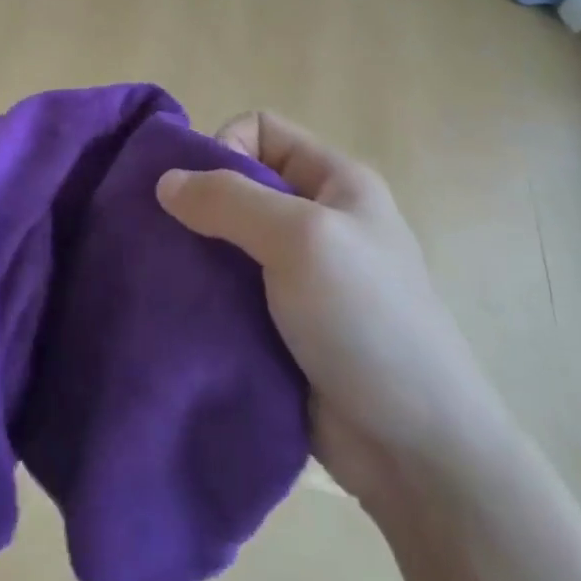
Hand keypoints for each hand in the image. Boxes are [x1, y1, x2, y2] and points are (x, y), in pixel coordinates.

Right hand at [157, 114, 501, 510]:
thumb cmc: (366, 321)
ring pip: (227, 240)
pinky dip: (203, 295)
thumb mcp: (301, 240)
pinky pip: (228, 289)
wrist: (416, 451)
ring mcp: (299, 275)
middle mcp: (316, 219)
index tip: (202, 195)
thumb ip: (230, 200)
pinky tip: (181, 311)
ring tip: (167, 277)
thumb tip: (165, 181)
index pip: (261, 129)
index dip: (223, 146)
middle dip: (198, 204)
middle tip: (167, 238)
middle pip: (239, 184)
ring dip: (195, 254)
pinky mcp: (280, 324)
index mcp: (335, 182)